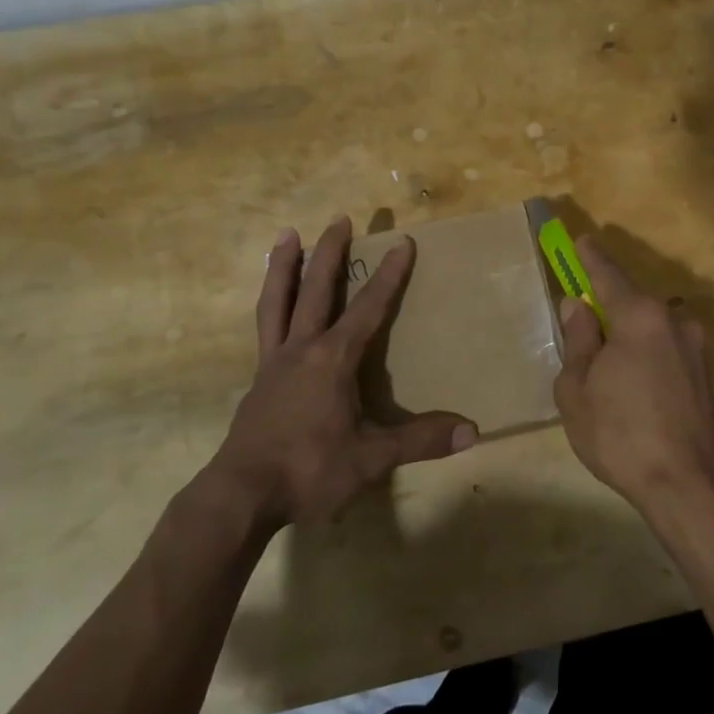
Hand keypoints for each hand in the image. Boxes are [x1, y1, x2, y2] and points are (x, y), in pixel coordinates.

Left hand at [202, 217, 476, 530]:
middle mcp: (301, 350)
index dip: (389, 276)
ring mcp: (273, 363)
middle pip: (316, 289)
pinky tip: (274, 306)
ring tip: (286, 234)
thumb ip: (420, 441)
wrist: (240, 495)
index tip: (402, 243)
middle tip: (340, 218)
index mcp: (332, 360)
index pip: (367, 309)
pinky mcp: (257, 381)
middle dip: (330, 252)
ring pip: (277, 301)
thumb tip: (472, 431)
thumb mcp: (371, 458)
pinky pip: (264, 329)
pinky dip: (271, 304)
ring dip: (283, 266)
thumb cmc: (309, 470)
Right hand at [552, 234, 713, 514]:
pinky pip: (665, 350)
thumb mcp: (577, 389)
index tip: (580, 240)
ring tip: (605, 371)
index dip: (590, 258)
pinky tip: (632, 387)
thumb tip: (578, 307)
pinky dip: (645, 356)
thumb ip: (578, 341)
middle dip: (606, 308)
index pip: (608, 275)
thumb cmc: (620, 434)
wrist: (687, 485)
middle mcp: (673, 321)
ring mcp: (695, 348)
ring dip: (627, 337)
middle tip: (582, 325)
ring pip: (649, 329)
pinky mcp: (705, 374)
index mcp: (640, 317)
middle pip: (631, 303)